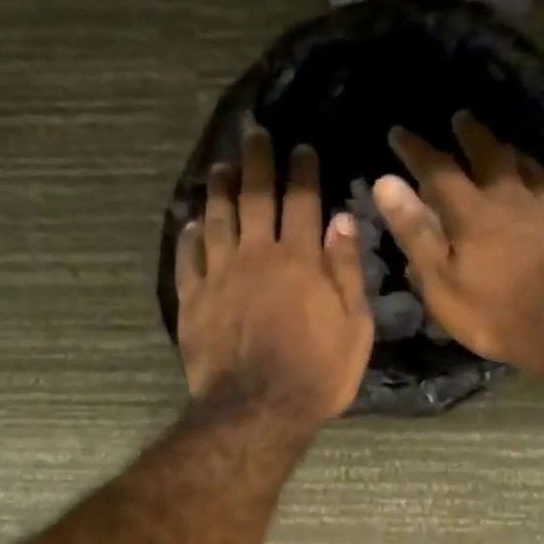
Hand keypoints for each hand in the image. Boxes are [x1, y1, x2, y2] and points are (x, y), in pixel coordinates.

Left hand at [176, 126, 373, 424]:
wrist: (257, 411)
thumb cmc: (318, 374)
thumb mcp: (354, 328)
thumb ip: (347, 271)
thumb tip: (342, 219)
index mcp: (301, 260)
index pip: (302, 200)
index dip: (302, 170)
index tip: (301, 147)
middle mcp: (257, 255)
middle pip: (254, 196)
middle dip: (256, 161)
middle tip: (254, 133)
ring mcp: (219, 276)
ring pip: (217, 218)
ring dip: (220, 189)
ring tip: (221, 166)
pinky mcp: (193, 299)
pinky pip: (188, 257)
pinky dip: (190, 236)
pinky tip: (192, 222)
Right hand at [371, 113, 543, 375]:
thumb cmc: (496, 313)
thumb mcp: (442, 282)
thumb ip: (416, 232)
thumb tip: (387, 183)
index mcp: (473, 211)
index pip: (438, 169)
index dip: (416, 150)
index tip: (399, 132)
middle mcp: (512, 199)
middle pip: (491, 154)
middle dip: (472, 134)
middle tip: (462, 117)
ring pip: (528, 168)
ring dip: (511, 152)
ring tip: (504, 145)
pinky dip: (539, 185)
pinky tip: (542, 195)